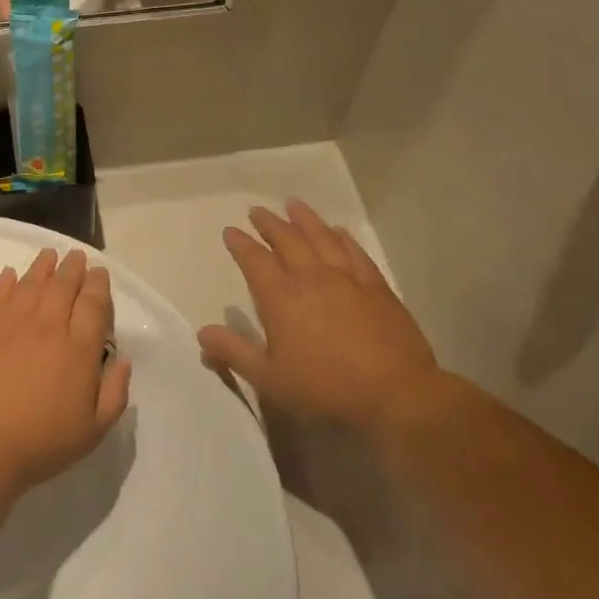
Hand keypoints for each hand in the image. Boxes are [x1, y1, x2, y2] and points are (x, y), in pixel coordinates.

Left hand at [0, 249, 131, 489]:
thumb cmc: (42, 443)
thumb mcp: (94, 430)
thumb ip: (115, 392)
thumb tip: (124, 360)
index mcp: (79, 349)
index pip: (93, 304)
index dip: (98, 284)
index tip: (99, 272)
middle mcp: (47, 327)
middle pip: (63, 286)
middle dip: (72, 267)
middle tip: (76, 256)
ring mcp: (11, 325)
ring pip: (30, 284)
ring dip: (42, 267)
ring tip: (48, 254)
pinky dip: (5, 282)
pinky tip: (9, 274)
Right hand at [198, 201, 442, 433]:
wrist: (396, 393)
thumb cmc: (326, 388)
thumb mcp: (270, 379)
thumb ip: (234, 353)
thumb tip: (202, 332)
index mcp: (282, 299)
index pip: (255, 261)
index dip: (241, 244)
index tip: (231, 231)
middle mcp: (312, 279)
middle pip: (288, 241)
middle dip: (270, 224)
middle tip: (257, 210)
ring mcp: (348, 279)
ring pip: (322, 238)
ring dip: (305, 219)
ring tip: (293, 204)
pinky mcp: (377, 287)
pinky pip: (355, 252)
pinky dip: (343, 237)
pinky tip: (338, 230)